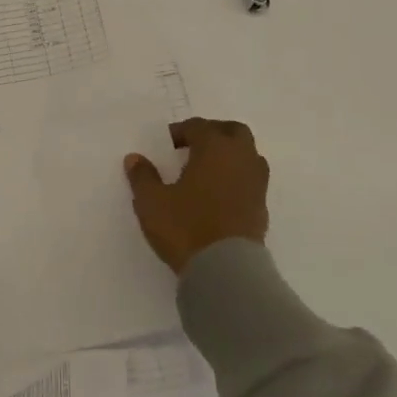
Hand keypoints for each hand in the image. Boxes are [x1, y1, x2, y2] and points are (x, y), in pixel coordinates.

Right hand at [123, 117, 269, 273]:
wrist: (226, 270)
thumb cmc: (186, 227)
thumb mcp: (152, 201)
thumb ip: (143, 177)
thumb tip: (134, 158)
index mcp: (215, 148)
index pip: (198, 127)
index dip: (180, 131)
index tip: (166, 145)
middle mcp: (241, 158)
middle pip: (233, 131)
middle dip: (213, 133)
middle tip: (193, 146)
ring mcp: (256, 183)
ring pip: (247, 154)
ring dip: (229, 155)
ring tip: (207, 170)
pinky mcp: (262, 207)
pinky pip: (250, 179)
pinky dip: (236, 177)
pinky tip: (218, 194)